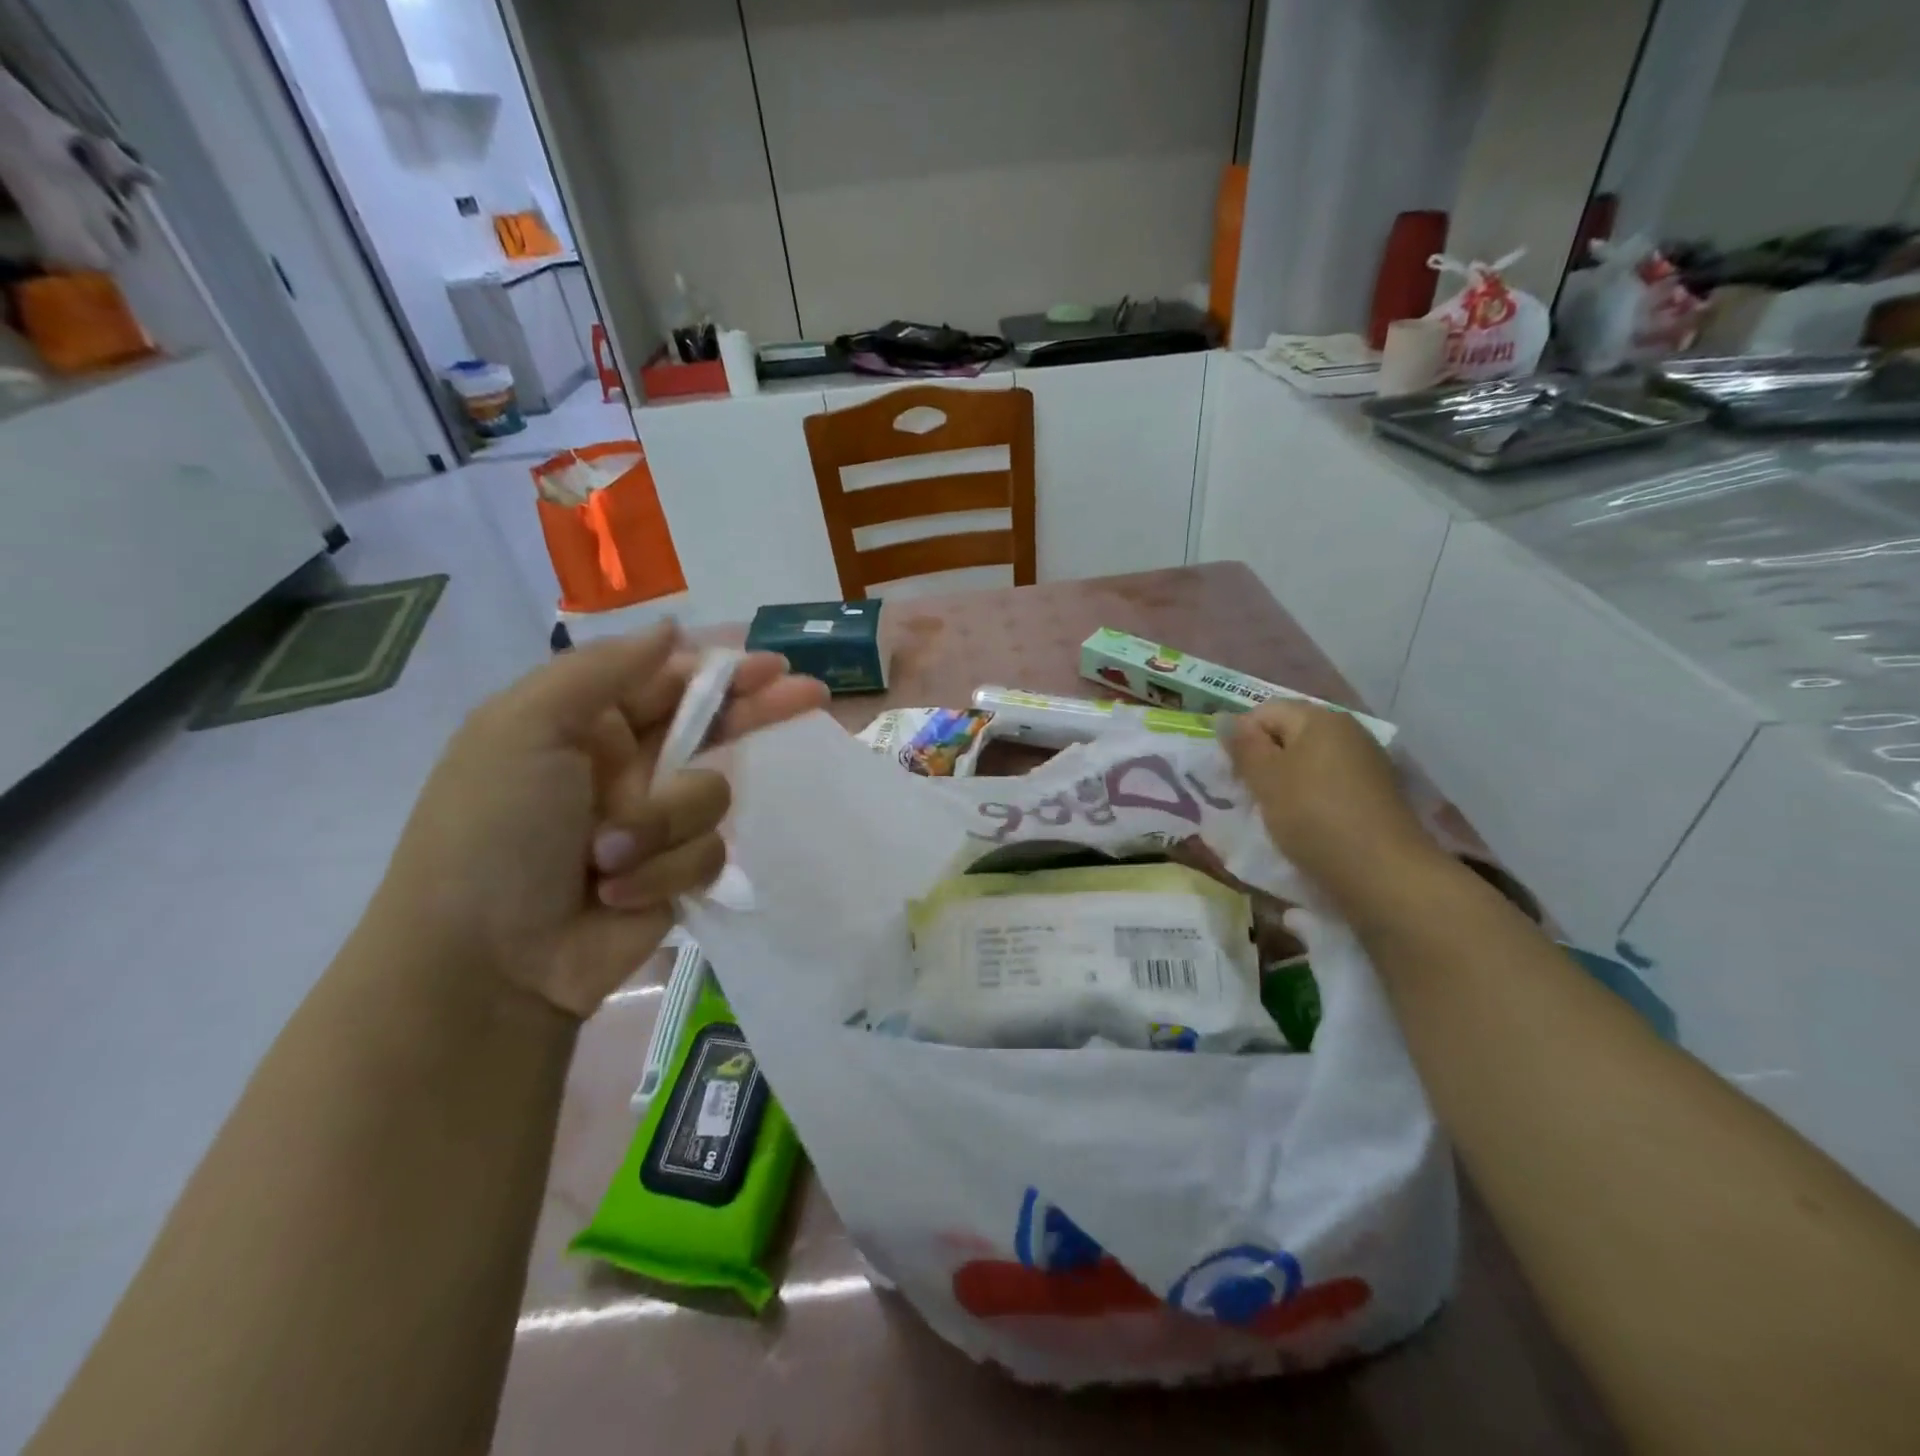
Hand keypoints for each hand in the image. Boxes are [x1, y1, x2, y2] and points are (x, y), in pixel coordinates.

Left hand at [377, 624, 826, 1016]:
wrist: (483, 962)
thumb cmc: (494, 830)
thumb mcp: (524, 727)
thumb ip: (602, 668)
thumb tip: (671, 626)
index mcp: (588, 723)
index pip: (672, 681)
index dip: (723, 671)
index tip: (772, 666)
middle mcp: (628, 766)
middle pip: (715, 727)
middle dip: (757, 712)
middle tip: (810, 696)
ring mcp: (655, 822)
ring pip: (714, 796)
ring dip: (667, 823)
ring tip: (607, 857)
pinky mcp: (676, 874)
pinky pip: (710, 851)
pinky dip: (667, 870)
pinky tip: (619, 894)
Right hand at [1222, 700, 1442, 910]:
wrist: (1384, 873)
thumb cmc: (1314, 817)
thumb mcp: (1265, 780)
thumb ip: (1243, 746)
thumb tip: (1223, 717)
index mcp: (1320, 718)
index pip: (1264, 711)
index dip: (1241, 738)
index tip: (1233, 775)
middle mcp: (1348, 730)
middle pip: (1289, 734)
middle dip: (1263, 760)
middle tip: (1249, 795)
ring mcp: (1366, 762)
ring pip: (1309, 761)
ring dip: (1285, 781)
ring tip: (1274, 812)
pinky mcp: (1376, 793)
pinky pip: (1330, 783)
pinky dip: (1311, 797)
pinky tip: (1307, 823)